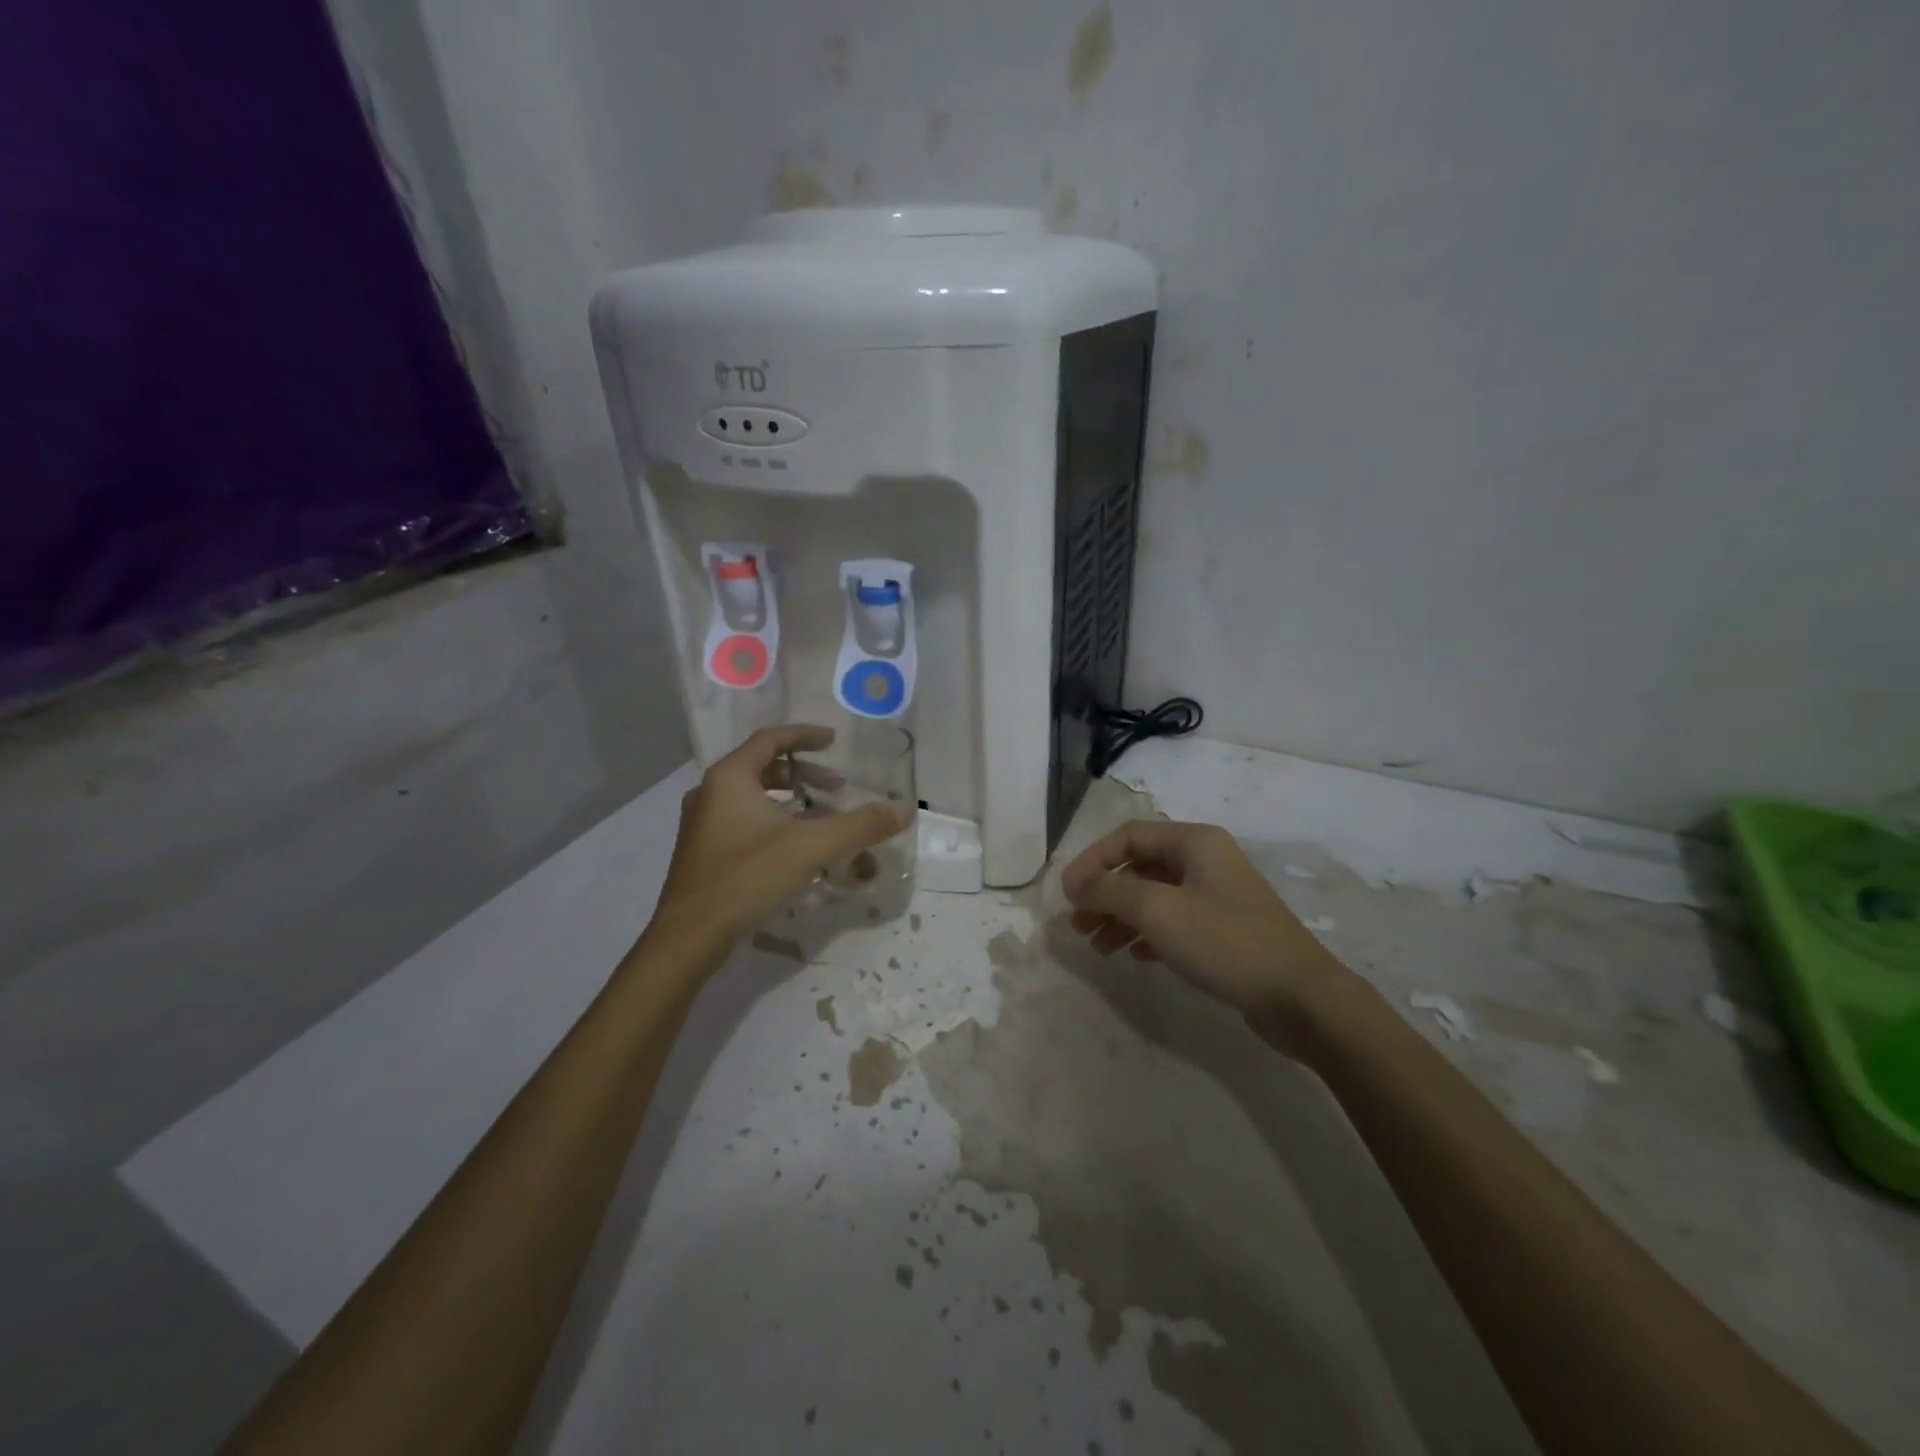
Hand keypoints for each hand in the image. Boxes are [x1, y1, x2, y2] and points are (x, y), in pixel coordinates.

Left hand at [653, 725, 912, 949]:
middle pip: (761, 766)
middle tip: (836, 787)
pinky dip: (772, 819)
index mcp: (730, 778)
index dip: (804, 736)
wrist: (689, 936)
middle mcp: (710, 791)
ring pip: (751, 795)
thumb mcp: (811, 848)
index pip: (770, 739)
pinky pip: (742, 818)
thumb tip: (904, 809)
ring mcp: (702, 822)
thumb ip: (860, 825)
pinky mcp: (702, 849)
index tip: (833, 741)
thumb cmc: (747, 878)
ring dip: (788, 798)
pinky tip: (794, 847)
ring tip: (820, 817)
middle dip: (803, 773)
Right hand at [1060, 819, 1346, 1021]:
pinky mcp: (1224, 929)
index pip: (1128, 836)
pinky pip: (1173, 921)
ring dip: (1121, 917)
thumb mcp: (1158, 911)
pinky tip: (1133, 956)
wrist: (1299, 997)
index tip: (1067, 894)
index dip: (1092, 860)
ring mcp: (1217, 895)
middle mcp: (1205, 860)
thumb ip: (1110, 892)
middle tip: (1078, 925)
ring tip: (1099, 948)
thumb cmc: (1224, 942)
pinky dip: (1147, 934)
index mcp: (1194, 842)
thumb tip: (1076, 884)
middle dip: (1104, 894)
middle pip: (1139, 867)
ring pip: (1154, 896)